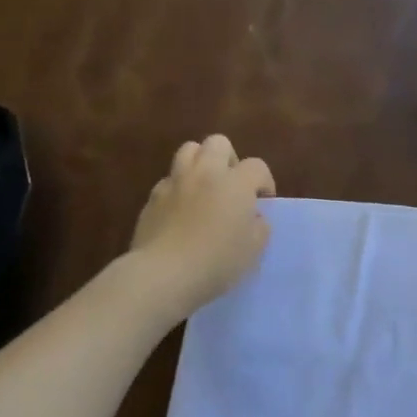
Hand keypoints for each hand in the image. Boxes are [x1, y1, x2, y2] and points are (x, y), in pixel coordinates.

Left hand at [131, 135, 275, 311]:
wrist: (163, 274)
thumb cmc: (216, 262)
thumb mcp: (253, 250)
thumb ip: (259, 227)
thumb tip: (254, 217)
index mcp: (236, 183)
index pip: (257, 166)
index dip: (264, 182)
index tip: (263, 203)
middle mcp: (206, 173)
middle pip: (218, 142)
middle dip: (229, 159)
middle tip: (231, 185)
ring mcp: (176, 182)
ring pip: (188, 150)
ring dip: (200, 162)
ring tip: (204, 187)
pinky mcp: (153, 197)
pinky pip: (168, 180)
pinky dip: (177, 188)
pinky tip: (180, 210)